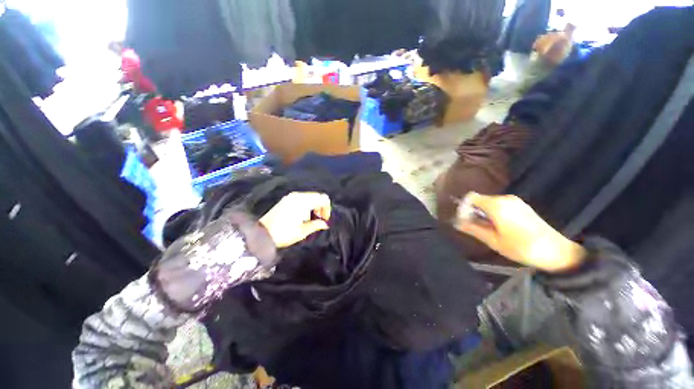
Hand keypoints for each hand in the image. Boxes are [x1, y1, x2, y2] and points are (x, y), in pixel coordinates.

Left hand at [259, 192, 330, 247]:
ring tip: (310, 220)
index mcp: (303, 201)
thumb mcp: (302, 231)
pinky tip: (302, 217)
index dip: (327, 208)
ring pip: (310, 197)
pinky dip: (306, 205)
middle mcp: (298, 196)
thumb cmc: (284, 233)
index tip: (325, 219)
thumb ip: (316, 225)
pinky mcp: (286, 200)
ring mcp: (291, 196)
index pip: (323, 198)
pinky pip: (302, 199)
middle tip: (319, 220)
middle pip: (317, 196)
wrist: (261, 234)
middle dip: (321, 207)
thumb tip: (325, 223)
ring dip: (314, 207)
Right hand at [455, 193, 585, 272]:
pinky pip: (500, 205)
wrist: (558, 252)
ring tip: (489, 230)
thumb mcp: (493, 241)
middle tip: (475, 228)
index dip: (464, 207)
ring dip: (483, 214)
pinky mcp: (522, 206)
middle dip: (473, 212)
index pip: (471, 197)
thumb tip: (456, 223)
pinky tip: (500, 228)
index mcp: (497, 205)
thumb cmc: (522, 248)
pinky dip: (494, 214)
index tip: (464, 221)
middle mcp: (505, 199)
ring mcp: (515, 201)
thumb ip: (473, 229)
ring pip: (489, 203)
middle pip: (480, 200)